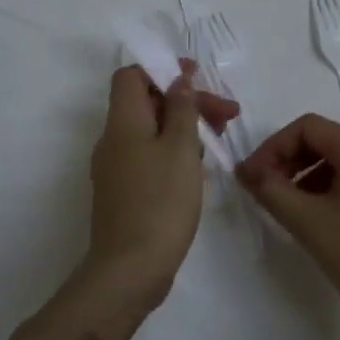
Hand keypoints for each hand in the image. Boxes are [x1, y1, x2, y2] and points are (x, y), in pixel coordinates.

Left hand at [87, 62, 239, 302]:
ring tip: (218, 139)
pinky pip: (149, 156)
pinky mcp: (125, 192)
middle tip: (226, 114)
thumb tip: (177, 80)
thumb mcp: (180, 148)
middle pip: (147, 102)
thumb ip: (181, 109)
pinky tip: (198, 168)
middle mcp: (113, 140)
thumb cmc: (160, 201)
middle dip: (186, 101)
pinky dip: (174, 151)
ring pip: (151, 131)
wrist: (130, 270)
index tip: (197, 78)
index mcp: (123, 122)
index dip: (162, 70)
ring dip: (184, 127)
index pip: (131, 76)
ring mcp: (116, 168)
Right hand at [235, 113, 339, 338]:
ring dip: (306, 176)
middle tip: (265, 190)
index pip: (307, 127)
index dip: (274, 146)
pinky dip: (329, 188)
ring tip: (287, 207)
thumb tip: (245, 170)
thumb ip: (271, 190)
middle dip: (289, 160)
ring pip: (339, 161)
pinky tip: (316, 217)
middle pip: (324, 140)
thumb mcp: (308, 222)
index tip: (254, 176)